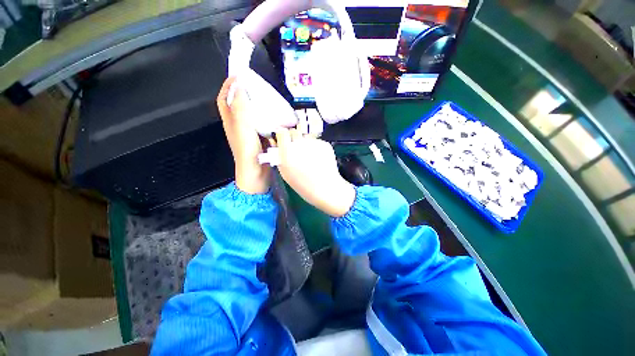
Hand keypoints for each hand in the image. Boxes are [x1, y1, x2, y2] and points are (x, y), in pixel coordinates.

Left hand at [217, 77, 269, 193]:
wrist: (256, 174)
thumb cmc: (248, 152)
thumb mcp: (243, 128)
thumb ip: (241, 108)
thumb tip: (240, 86)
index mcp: (231, 122)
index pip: (225, 99)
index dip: (229, 86)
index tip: (240, 75)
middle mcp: (239, 126)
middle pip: (238, 104)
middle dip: (245, 92)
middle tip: (257, 85)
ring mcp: (250, 133)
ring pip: (252, 114)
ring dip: (258, 104)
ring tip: (268, 98)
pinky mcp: (261, 139)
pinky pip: (262, 124)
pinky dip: (267, 118)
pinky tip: (276, 116)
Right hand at [275, 128, 354, 216]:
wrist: (326, 188)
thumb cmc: (303, 185)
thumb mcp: (285, 173)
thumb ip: (279, 156)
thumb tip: (276, 142)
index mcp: (287, 151)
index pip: (282, 132)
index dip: (282, 135)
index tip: (284, 140)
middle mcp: (300, 143)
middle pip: (294, 131)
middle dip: (294, 138)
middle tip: (297, 148)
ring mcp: (314, 143)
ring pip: (306, 136)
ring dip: (305, 142)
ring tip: (309, 155)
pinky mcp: (325, 144)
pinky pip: (317, 141)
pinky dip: (316, 147)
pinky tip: (318, 158)